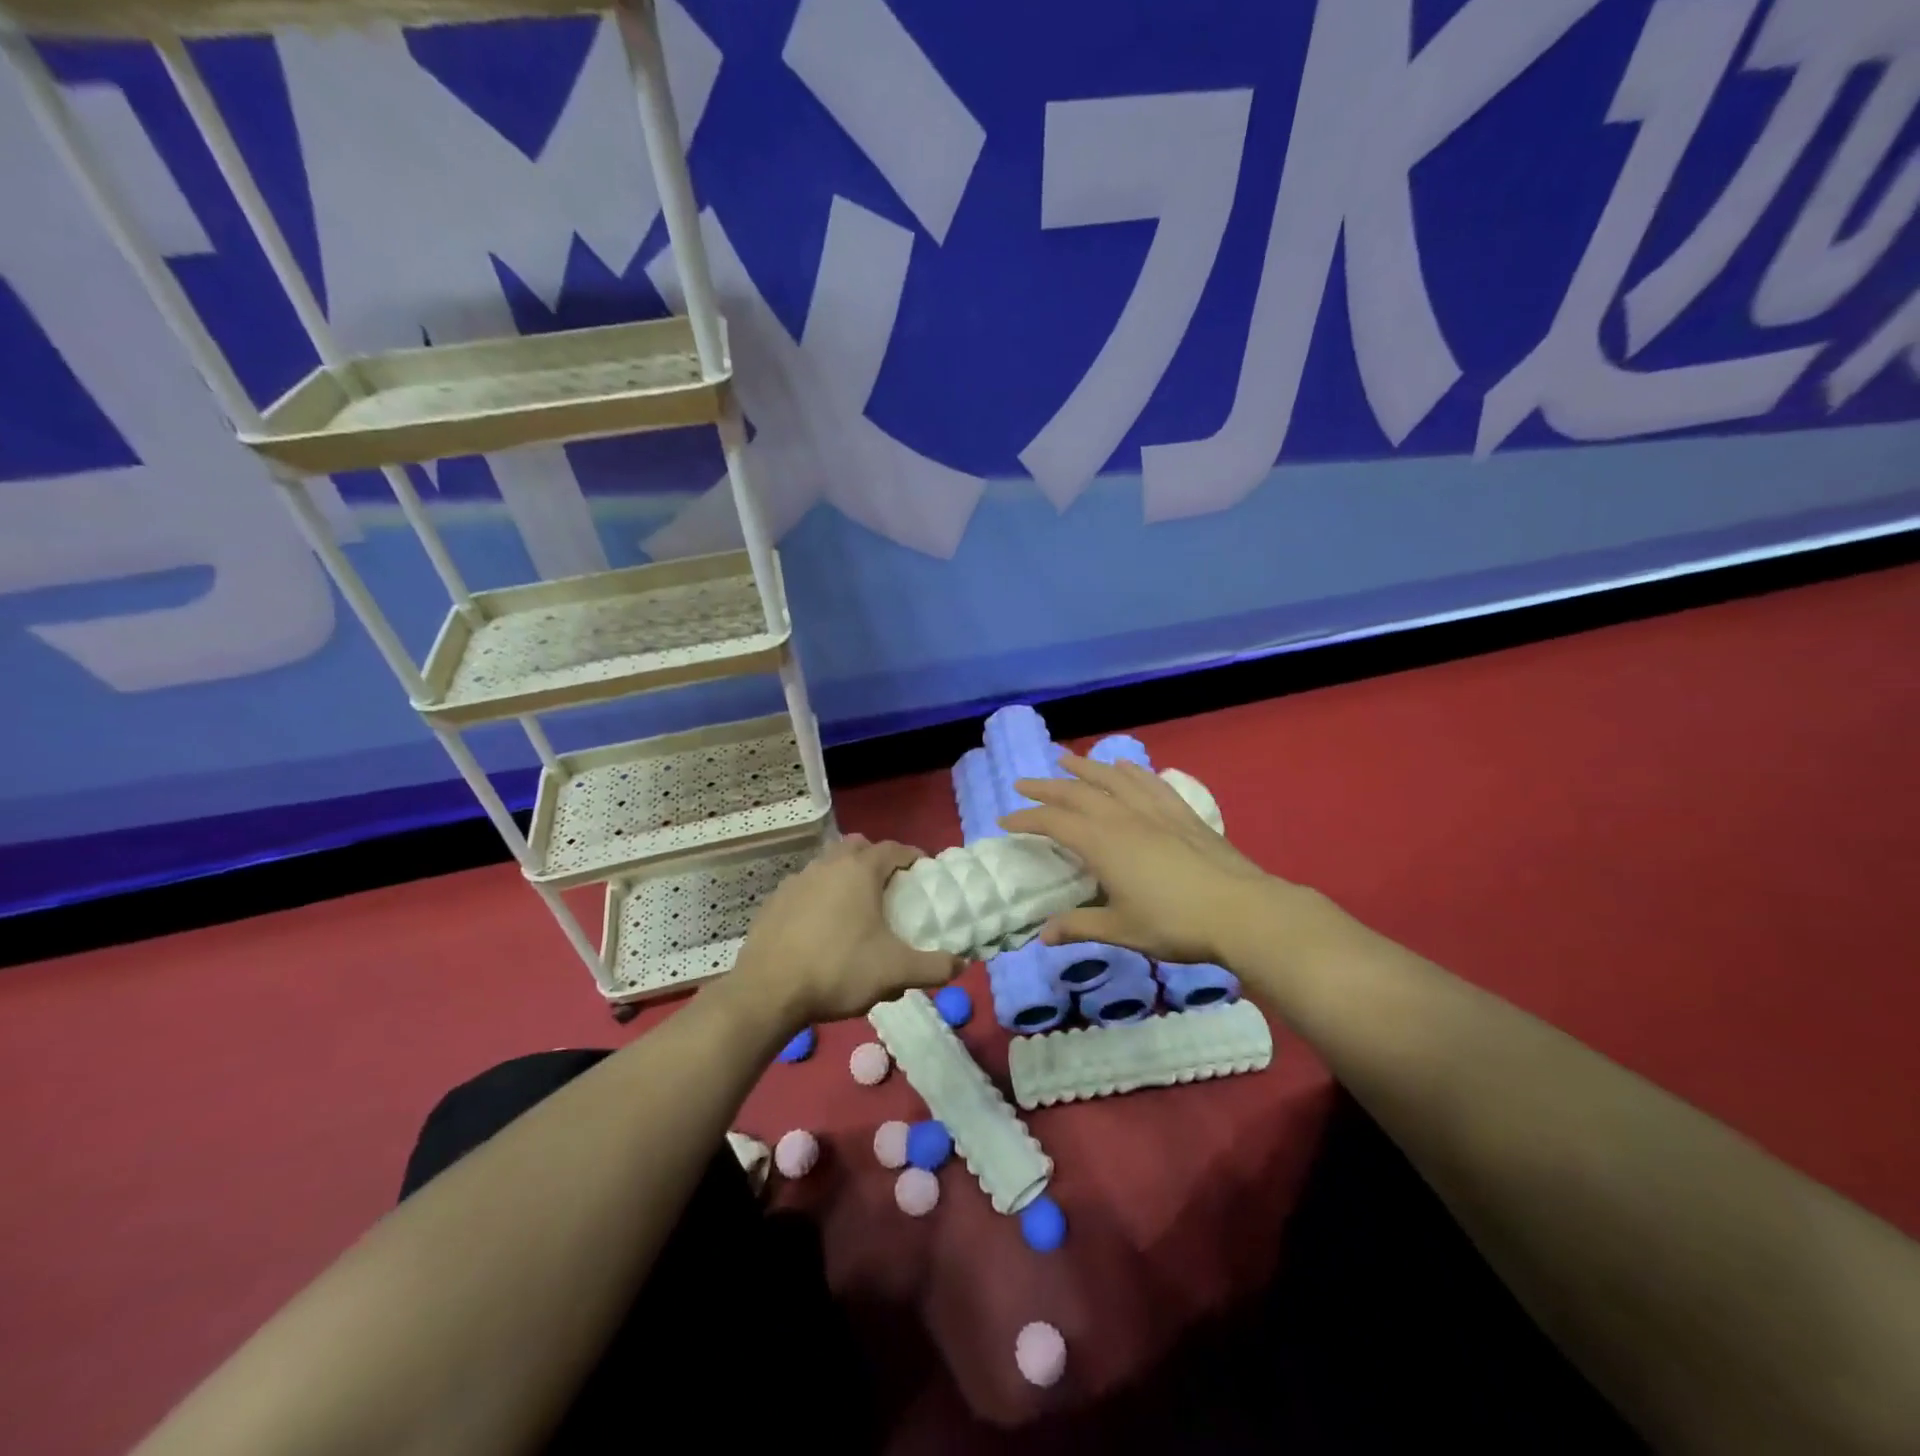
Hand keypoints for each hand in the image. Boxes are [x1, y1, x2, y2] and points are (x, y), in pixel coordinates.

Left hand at [728, 834, 960, 1027]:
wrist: (768, 992)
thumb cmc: (838, 970)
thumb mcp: (895, 973)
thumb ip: (933, 967)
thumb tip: (961, 964)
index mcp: (860, 870)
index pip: (893, 849)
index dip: (912, 857)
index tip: (924, 872)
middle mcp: (828, 865)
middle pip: (858, 846)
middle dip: (876, 858)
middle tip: (890, 886)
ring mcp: (797, 880)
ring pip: (828, 864)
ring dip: (846, 875)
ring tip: (857, 906)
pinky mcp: (775, 900)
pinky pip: (806, 886)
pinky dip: (820, 895)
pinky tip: (822, 925)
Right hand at [1002, 753, 1280, 967]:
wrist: (1241, 910)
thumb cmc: (1174, 923)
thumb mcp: (1121, 930)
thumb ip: (1080, 926)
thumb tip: (1043, 936)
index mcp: (1102, 843)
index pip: (1053, 823)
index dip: (1027, 819)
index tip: (1005, 820)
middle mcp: (1122, 817)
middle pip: (1076, 792)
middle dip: (1046, 786)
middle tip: (1023, 783)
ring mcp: (1154, 810)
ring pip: (1112, 779)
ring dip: (1085, 767)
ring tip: (1066, 758)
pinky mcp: (1181, 813)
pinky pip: (1150, 783)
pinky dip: (1132, 771)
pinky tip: (1124, 767)